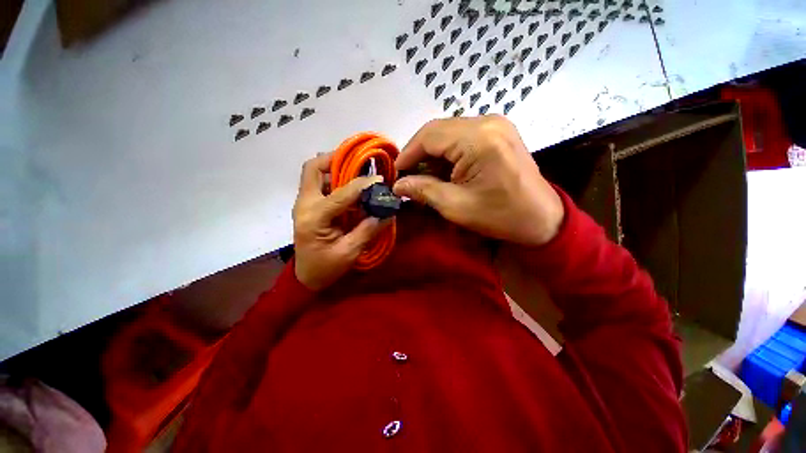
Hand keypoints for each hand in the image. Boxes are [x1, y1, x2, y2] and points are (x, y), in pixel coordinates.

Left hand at [293, 153, 387, 290]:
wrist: (306, 276)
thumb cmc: (326, 268)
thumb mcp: (349, 252)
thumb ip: (368, 230)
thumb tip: (387, 213)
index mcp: (314, 218)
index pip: (341, 194)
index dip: (362, 184)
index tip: (380, 179)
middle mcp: (304, 204)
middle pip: (313, 169)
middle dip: (336, 160)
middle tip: (359, 162)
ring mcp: (304, 204)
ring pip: (315, 173)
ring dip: (336, 169)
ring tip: (358, 173)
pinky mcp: (308, 206)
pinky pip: (320, 184)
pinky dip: (335, 180)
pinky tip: (351, 188)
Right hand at [393, 115, 563, 245]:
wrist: (541, 218)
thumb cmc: (500, 216)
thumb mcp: (456, 207)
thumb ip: (423, 191)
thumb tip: (397, 185)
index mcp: (479, 139)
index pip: (429, 136)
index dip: (408, 153)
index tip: (396, 173)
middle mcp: (488, 122)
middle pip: (438, 130)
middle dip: (419, 153)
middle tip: (409, 176)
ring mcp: (496, 124)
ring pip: (449, 132)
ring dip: (433, 154)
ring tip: (425, 176)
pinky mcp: (499, 132)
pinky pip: (463, 135)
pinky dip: (448, 152)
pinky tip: (444, 170)